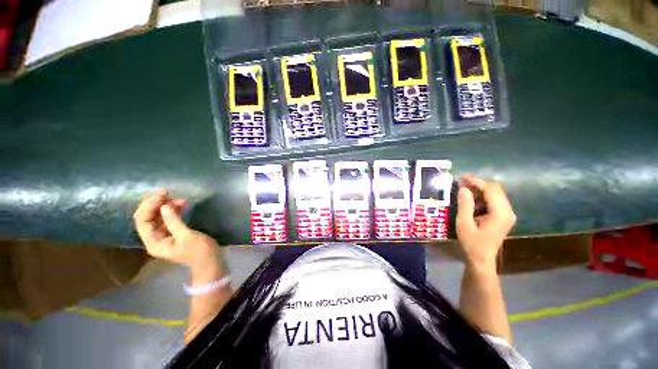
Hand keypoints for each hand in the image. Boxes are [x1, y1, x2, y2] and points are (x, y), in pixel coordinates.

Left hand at [133, 190, 221, 271]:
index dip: (149, 206)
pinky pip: (168, 219)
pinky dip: (173, 211)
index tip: (163, 195)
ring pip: (158, 217)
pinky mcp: (173, 233)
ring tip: (180, 199)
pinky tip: (181, 205)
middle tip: (168, 193)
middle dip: (155, 204)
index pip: (143, 221)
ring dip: (166, 206)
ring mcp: (164, 235)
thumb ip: (174, 221)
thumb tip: (164, 206)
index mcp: (154, 242)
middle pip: (147, 218)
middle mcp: (155, 238)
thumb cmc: (199, 251)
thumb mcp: (187, 236)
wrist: (210, 261)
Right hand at [456, 175, 515, 269]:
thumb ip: (465, 205)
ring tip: (463, 190)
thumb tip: (463, 189)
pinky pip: (494, 201)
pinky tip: (470, 200)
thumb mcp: (464, 223)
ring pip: (495, 194)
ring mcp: (507, 214)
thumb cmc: (472, 243)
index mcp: (501, 213)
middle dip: (478, 184)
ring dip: (479, 190)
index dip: (476, 181)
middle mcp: (508, 211)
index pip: (491, 190)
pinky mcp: (503, 217)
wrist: (481, 259)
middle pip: (495, 190)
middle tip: (461, 182)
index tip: (462, 177)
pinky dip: (482, 197)